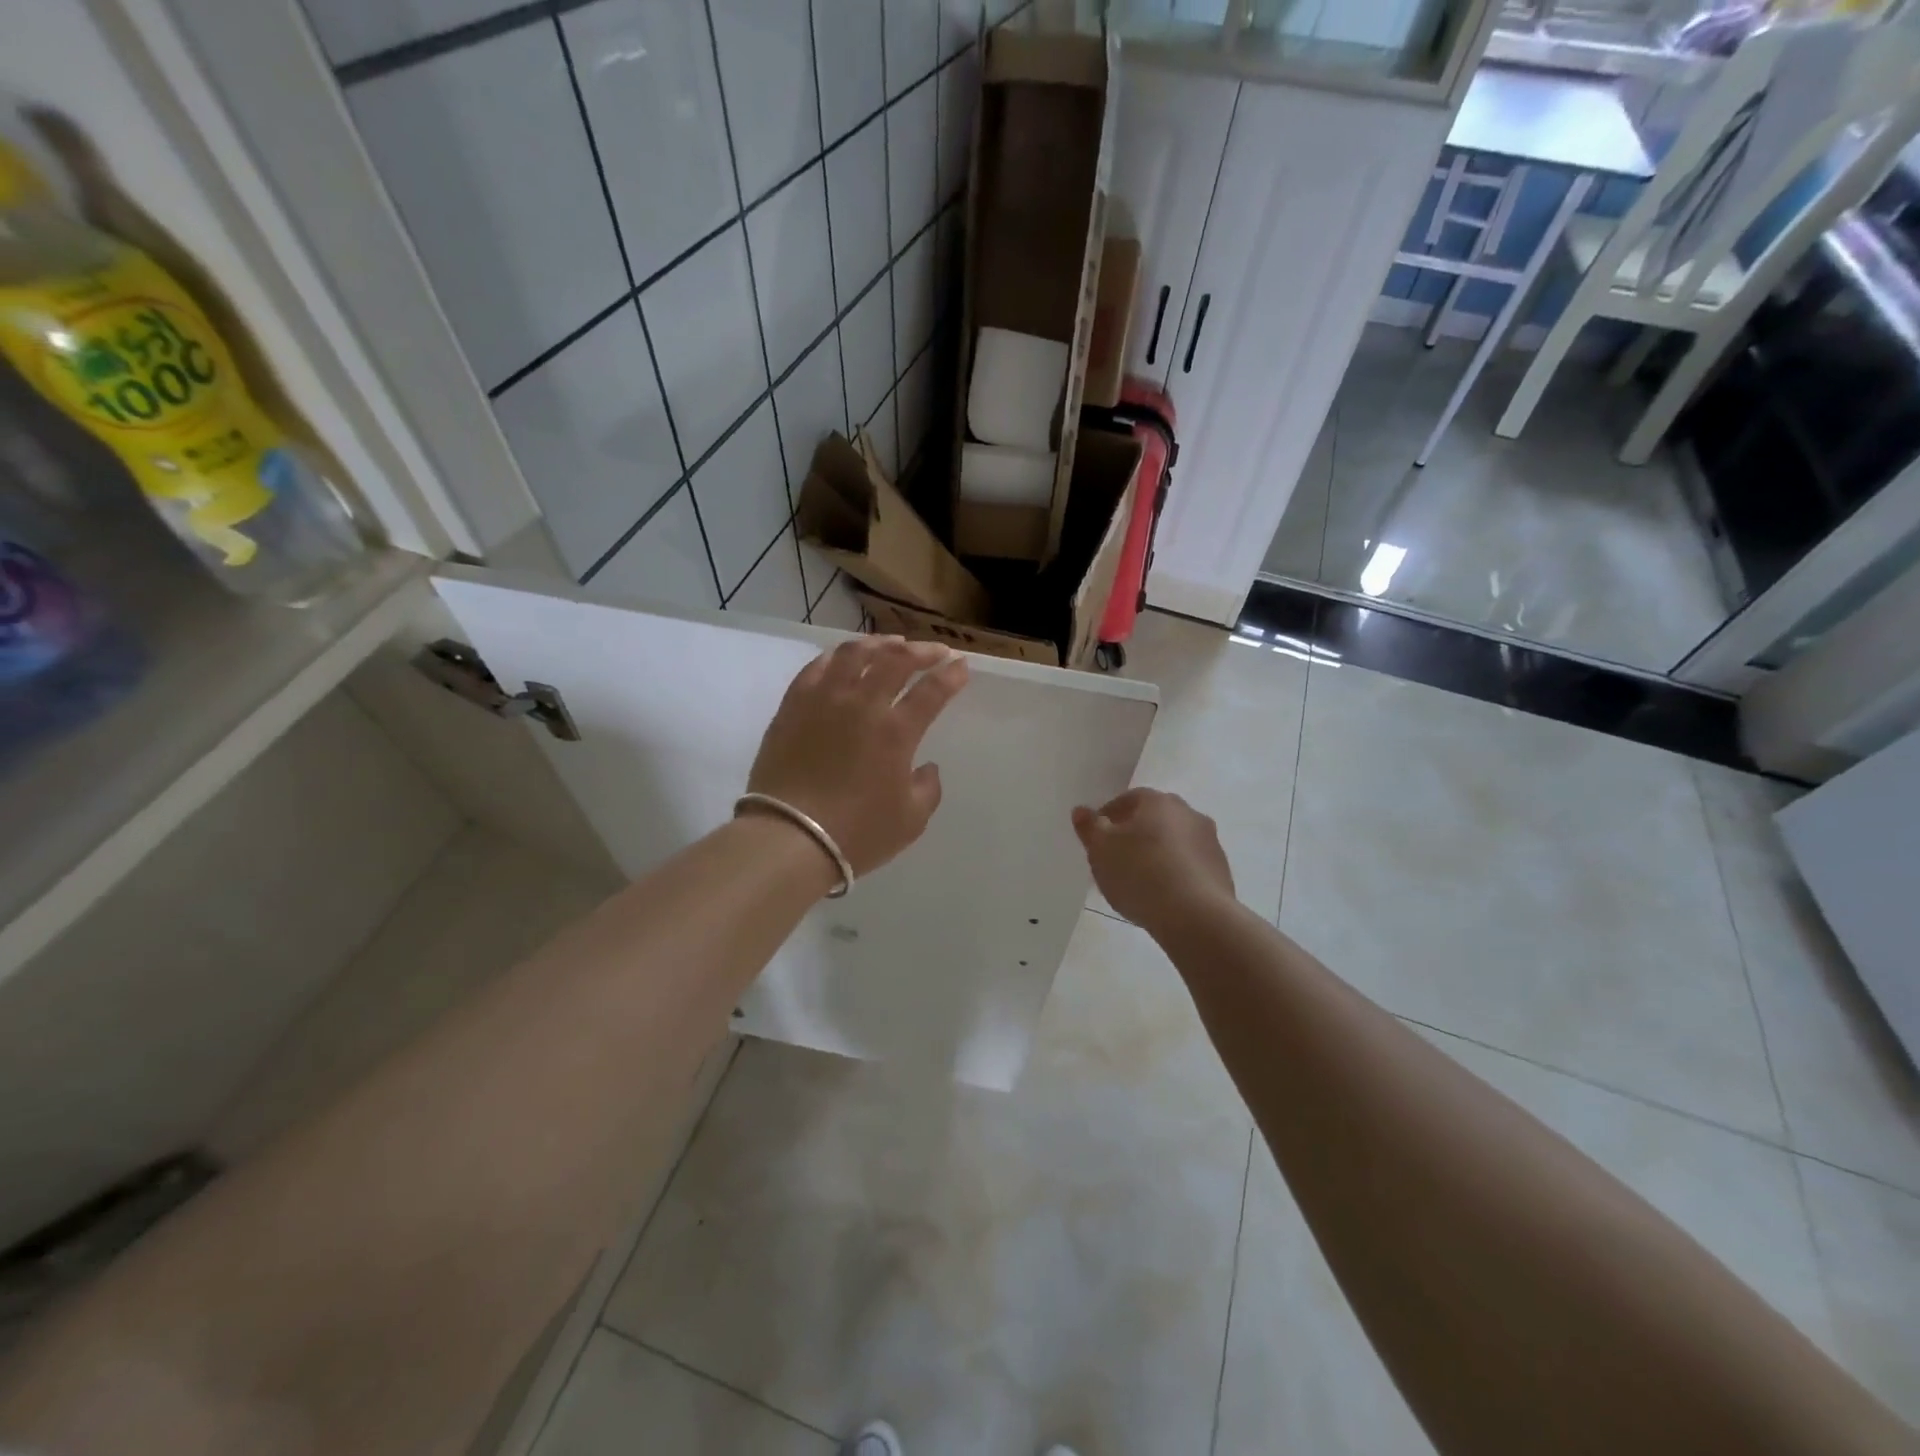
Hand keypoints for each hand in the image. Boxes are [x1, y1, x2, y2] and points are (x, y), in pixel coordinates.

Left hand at [746, 636, 969, 877]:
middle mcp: (862, 704)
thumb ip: (927, 788)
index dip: (950, 675)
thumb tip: (926, 766)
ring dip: (879, 644)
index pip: (931, 691)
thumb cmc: (856, 833)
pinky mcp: (792, 706)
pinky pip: (816, 667)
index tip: (961, 665)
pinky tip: (844, 658)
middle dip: (921, 651)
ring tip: (891, 644)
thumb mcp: (910, 820)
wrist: (789, 838)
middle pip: (895, 661)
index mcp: (896, 732)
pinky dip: (836, 656)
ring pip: (854, 655)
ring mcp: (823, 700)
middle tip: (934, 651)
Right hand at [1072, 788, 1234, 929]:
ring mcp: (1210, 842)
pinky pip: (1190, 865)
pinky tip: (1162, 895)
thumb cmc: (1140, 874)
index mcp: (1158, 802)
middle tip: (1116, 859)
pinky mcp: (1221, 870)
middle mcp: (1188, 813)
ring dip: (1158, 853)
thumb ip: (1089, 828)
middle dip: (1135, 834)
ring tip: (1139, 881)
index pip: (1129, 799)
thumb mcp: (1101, 850)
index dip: (1109, 816)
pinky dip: (1175, 873)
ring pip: (1174, 842)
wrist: (1196, 916)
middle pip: (1154, 819)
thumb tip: (1081, 810)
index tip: (1097, 838)